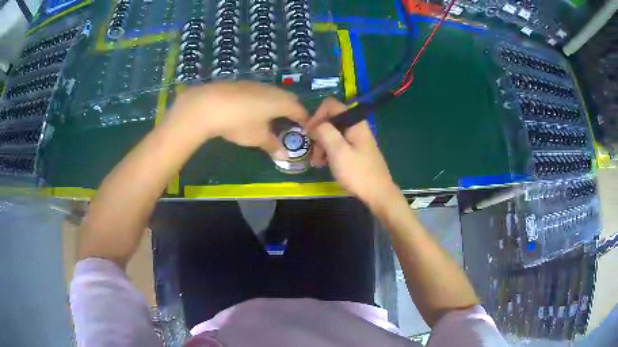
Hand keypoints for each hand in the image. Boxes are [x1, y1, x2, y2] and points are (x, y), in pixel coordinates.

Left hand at [166, 81, 307, 157]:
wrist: (209, 104)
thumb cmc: (240, 122)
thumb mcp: (257, 138)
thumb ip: (273, 145)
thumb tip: (284, 156)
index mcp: (282, 102)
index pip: (300, 110)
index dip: (305, 121)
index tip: (305, 130)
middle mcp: (273, 89)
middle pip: (289, 99)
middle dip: (292, 111)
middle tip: (289, 124)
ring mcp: (256, 84)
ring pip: (273, 94)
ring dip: (275, 105)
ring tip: (270, 119)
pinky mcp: (242, 84)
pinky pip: (259, 92)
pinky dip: (261, 101)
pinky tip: (250, 111)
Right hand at [307, 98, 399, 209]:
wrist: (378, 194)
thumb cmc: (357, 173)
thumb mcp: (338, 151)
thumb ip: (324, 131)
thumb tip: (315, 124)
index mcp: (355, 122)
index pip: (330, 105)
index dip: (316, 116)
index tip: (308, 133)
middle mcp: (356, 126)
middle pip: (331, 120)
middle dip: (318, 134)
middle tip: (313, 153)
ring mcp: (357, 138)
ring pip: (333, 133)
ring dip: (322, 145)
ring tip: (317, 163)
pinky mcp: (356, 150)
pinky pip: (338, 144)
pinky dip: (329, 151)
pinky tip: (324, 164)